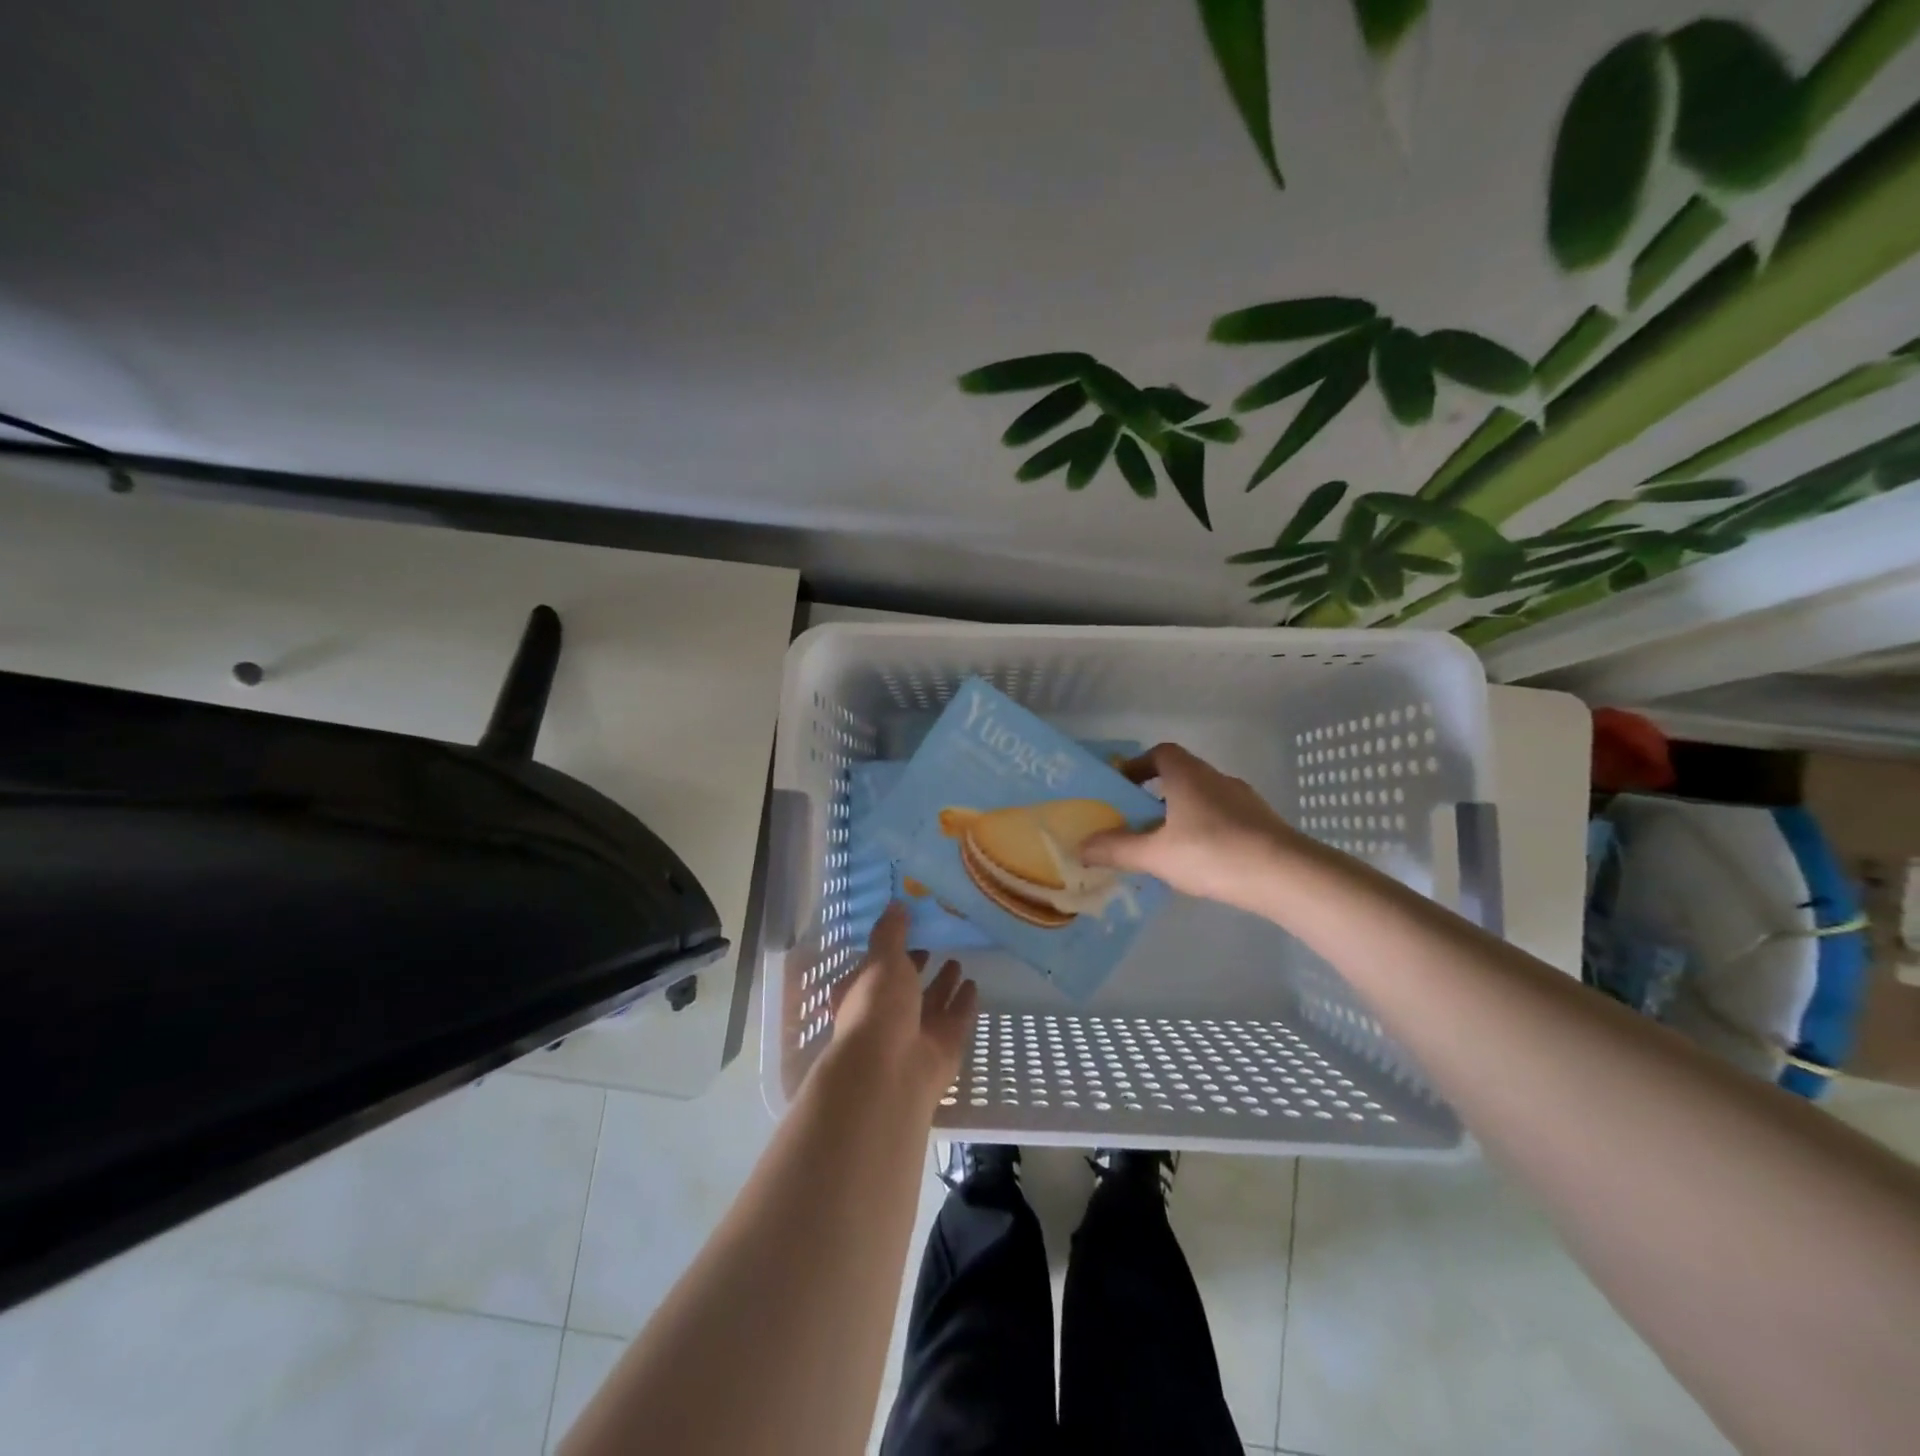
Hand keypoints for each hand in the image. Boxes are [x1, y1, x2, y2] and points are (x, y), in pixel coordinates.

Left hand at [821, 902, 977, 1109]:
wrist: (890, 1073)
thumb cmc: (877, 1008)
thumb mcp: (882, 960)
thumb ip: (891, 933)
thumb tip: (897, 903)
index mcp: (862, 994)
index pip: (876, 968)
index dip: (891, 950)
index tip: (910, 928)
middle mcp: (887, 1015)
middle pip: (907, 987)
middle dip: (919, 967)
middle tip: (937, 943)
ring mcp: (916, 1034)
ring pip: (933, 1004)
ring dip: (944, 984)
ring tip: (958, 961)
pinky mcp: (943, 1049)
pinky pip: (956, 1020)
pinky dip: (964, 1004)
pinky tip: (975, 986)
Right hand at [1079, 742, 1305, 912]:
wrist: (1286, 875)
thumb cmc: (1212, 852)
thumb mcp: (1155, 854)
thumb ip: (1117, 849)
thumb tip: (1080, 846)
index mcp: (1188, 775)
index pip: (1160, 753)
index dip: (1138, 765)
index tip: (1122, 787)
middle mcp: (1217, 779)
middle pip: (1181, 776)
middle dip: (1156, 795)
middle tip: (1136, 821)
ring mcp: (1245, 801)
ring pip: (1204, 799)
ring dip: (1182, 814)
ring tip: (1166, 846)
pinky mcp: (1263, 824)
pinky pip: (1225, 819)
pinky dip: (1207, 831)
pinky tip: (1201, 861)